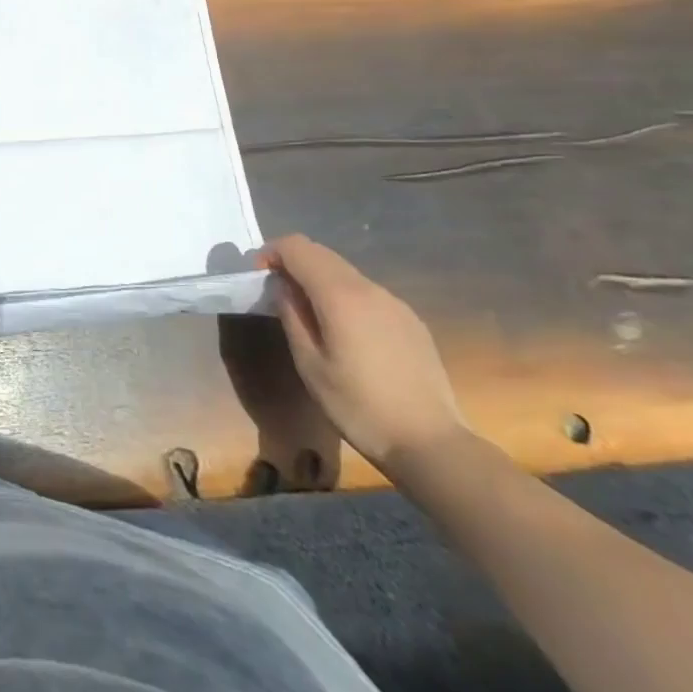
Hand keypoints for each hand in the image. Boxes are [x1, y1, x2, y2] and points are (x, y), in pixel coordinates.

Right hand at [255, 234, 468, 478]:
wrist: (432, 444)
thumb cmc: (360, 407)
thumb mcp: (310, 365)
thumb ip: (292, 316)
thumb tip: (283, 288)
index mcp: (340, 295)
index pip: (298, 247)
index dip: (272, 253)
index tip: (260, 277)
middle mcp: (369, 288)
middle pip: (322, 254)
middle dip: (294, 263)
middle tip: (279, 294)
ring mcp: (394, 303)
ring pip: (345, 272)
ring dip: (320, 280)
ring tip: (311, 316)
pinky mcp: (411, 321)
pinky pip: (367, 293)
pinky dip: (345, 296)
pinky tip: (348, 334)